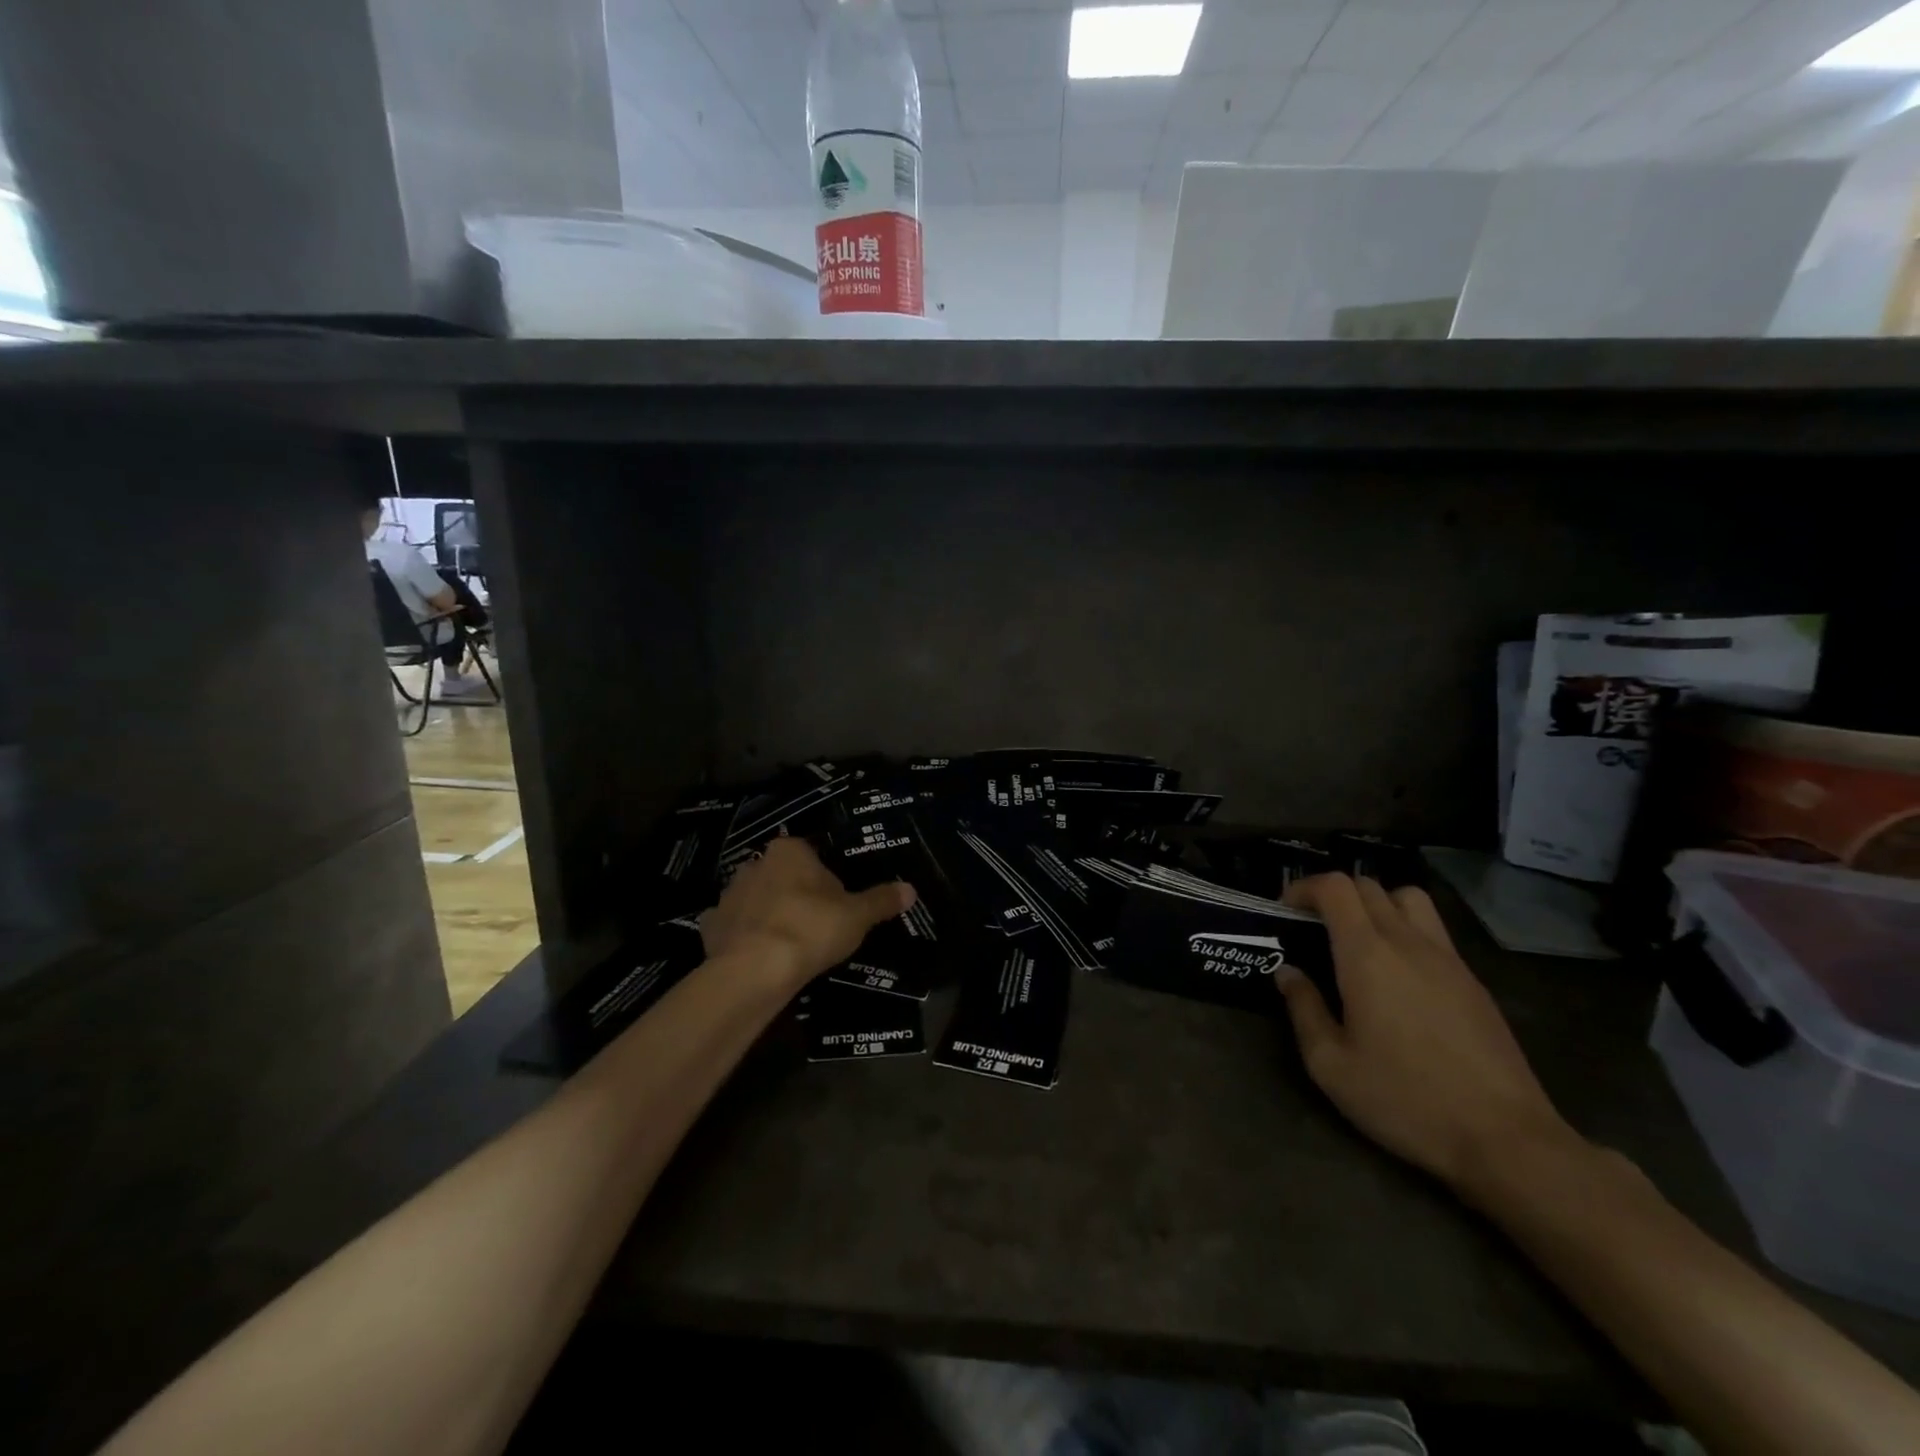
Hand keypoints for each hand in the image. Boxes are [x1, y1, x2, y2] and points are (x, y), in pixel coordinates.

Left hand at [700, 837, 915, 992]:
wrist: (756, 969)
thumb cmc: (811, 928)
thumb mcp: (857, 915)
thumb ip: (882, 900)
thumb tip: (911, 889)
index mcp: (790, 851)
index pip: (811, 855)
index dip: (825, 879)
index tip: (836, 903)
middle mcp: (754, 864)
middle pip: (781, 875)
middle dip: (795, 894)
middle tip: (815, 925)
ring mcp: (728, 895)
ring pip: (754, 899)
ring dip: (767, 914)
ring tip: (787, 945)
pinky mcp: (710, 926)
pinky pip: (732, 927)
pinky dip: (742, 937)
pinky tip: (756, 956)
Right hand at [1275, 873, 1577, 1190]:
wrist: (1506, 1139)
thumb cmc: (1406, 1100)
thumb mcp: (1332, 1065)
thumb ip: (1304, 1009)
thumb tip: (1288, 974)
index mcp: (1368, 955)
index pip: (1336, 887)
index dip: (1304, 887)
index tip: (1285, 910)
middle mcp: (1408, 943)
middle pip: (1369, 886)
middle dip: (1333, 895)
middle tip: (1314, 926)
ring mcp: (1448, 959)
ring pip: (1408, 899)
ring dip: (1376, 904)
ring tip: (1359, 940)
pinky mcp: (1473, 981)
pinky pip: (1433, 931)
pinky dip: (1406, 930)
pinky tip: (1398, 975)